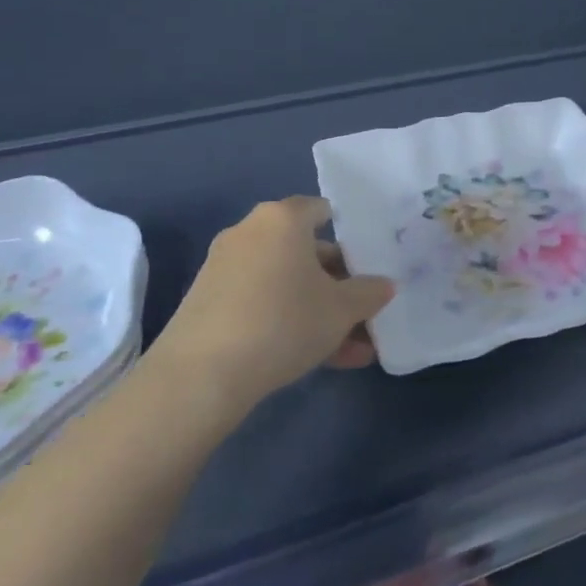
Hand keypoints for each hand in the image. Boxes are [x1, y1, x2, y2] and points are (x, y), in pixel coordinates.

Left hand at [155, 197, 394, 405]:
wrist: (201, 375)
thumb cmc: (284, 321)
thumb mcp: (342, 309)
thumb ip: (369, 293)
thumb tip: (383, 285)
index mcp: (282, 219)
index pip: (321, 210)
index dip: (349, 232)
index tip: (369, 259)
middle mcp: (250, 233)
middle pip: (306, 252)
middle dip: (338, 283)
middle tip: (365, 311)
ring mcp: (225, 269)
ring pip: (286, 284)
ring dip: (319, 311)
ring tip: (352, 349)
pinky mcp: (209, 304)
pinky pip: (263, 304)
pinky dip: (289, 322)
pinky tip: (320, 359)